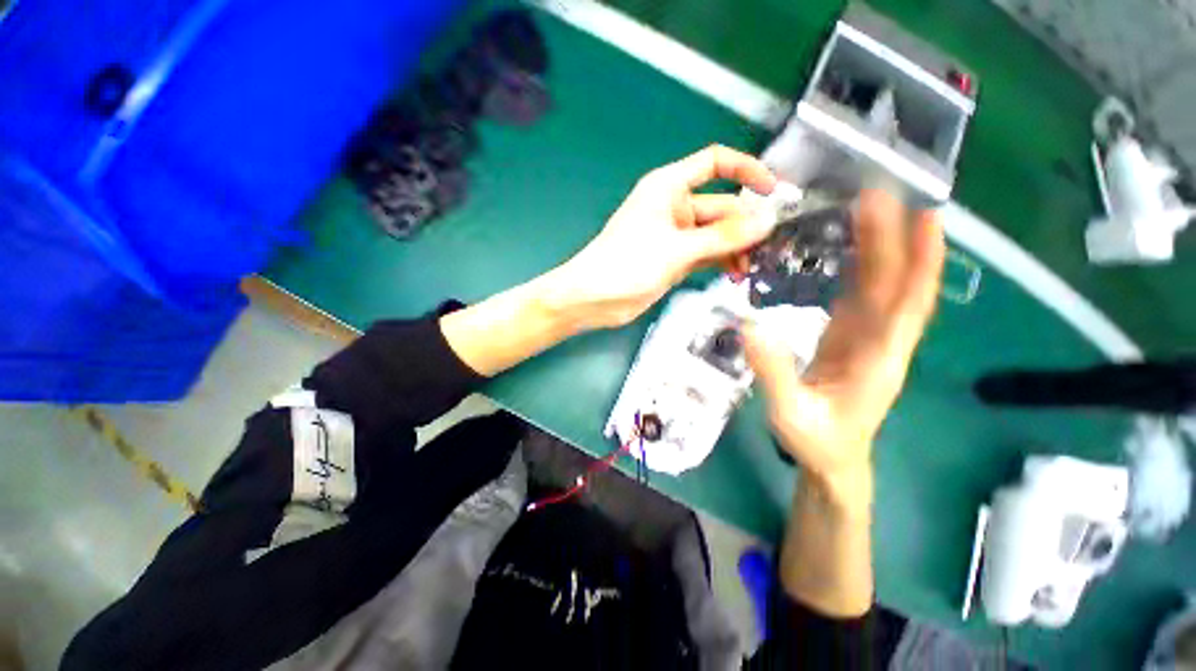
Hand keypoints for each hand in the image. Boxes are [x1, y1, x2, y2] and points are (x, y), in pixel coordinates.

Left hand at [543, 145, 777, 328]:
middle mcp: (674, 207)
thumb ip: (723, 236)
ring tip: (752, 268)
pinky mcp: (675, 260)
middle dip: (745, 225)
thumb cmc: (627, 264)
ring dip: (735, 248)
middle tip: (770, 246)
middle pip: (721, 206)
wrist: (595, 298)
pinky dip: (721, 262)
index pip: (715, 164)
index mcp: (669, 187)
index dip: (746, 170)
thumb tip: (767, 219)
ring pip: (716, 235)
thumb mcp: (678, 249)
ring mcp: (675, 236)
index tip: (773, 189)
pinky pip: (706, 255)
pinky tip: (736, 275)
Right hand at [743, 190, 944, 503]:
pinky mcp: (849, 338)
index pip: (905, 305)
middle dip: (896, 239)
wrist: (832, 459)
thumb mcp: (789, 414)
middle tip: (881, 194)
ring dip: (882, 248)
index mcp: (876, 360)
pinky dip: (862, 268)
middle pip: (895, 286)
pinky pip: (861, 296)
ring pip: (881, 287)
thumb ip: (773, 373)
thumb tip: (749, 326)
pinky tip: (851, 247)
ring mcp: (867, 338)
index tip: (925, 217)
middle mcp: (881, 342)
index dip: (920, 262)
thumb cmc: (817, 441)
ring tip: (869, 209)